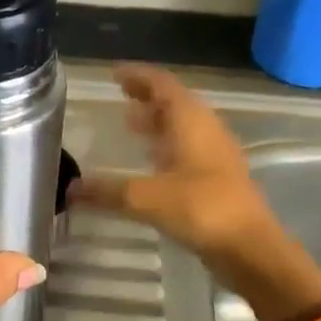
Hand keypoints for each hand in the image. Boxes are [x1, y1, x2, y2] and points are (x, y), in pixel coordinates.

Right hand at [71, 65, 320, 319]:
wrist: (250, 248)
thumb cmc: (201, 209)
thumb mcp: (146, 198)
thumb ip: (107, 191)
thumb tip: (71, 188)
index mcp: (191, 122)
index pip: (162, 85)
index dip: (138, 75)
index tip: (114, 72)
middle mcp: (205, 131)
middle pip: (174, 103)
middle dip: (147, 97)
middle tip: (120, 96)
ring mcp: (214, 155)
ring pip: (182, 127)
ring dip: (157, 123)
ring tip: (129, 124)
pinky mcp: (217, 179)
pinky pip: (186, 150)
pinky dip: (165, 147)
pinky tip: (149, 163)